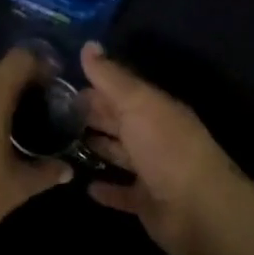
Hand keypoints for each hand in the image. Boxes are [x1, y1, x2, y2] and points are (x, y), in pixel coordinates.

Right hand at [79, 43, 253, 254]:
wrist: (200, 210)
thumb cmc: (166, 148)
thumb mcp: (137, 104)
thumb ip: (111, 77)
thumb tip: (88, 44)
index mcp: (156, 108)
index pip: (121, 91)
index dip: (94, 86)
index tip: (61, 84)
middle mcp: (155, 136)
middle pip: (119, 121)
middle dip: (92, 115)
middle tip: (54, 113)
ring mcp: (152, 171)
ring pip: (120, 154)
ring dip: (97, 148)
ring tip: (62, 144)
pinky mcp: (147, 202)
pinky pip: (122, 193)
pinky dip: (107, 189)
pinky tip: (85, 186)